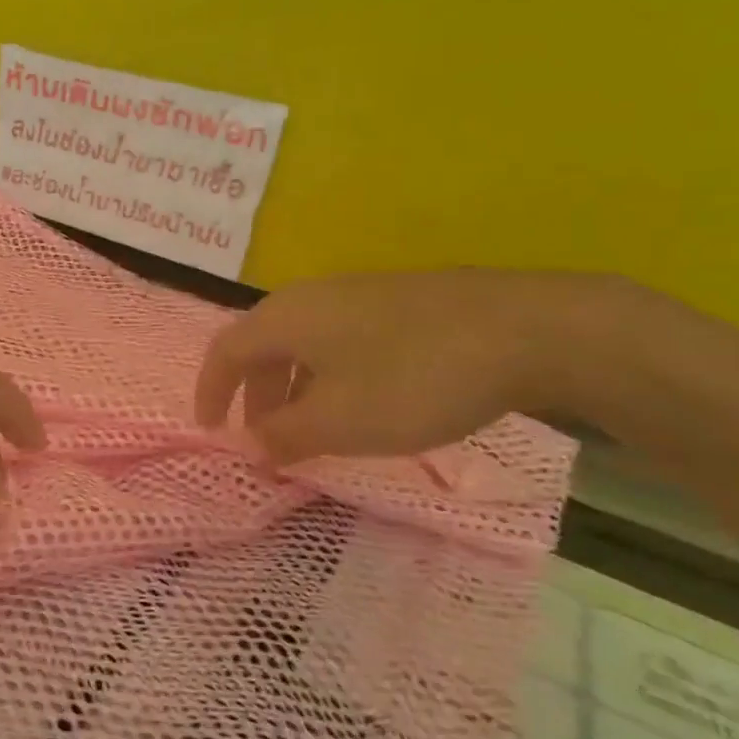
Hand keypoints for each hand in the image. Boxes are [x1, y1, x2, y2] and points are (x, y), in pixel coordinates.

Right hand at [195, 271, 607, 462]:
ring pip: (303, 344)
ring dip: (292, 388)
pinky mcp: (398, 301)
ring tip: (312, 428)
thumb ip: (283, 435)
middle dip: (254, 395)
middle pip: (262, 346)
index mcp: (284, 318)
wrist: (529, 329)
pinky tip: (361, 402)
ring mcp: (358, 294)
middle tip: (264, 438)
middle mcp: (311, 297)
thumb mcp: (338, 421)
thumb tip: (250, 444)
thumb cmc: (413, 379)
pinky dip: (328, 376)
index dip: (210, 392)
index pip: (224, 352)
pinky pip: (339, 340)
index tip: (210, 430)